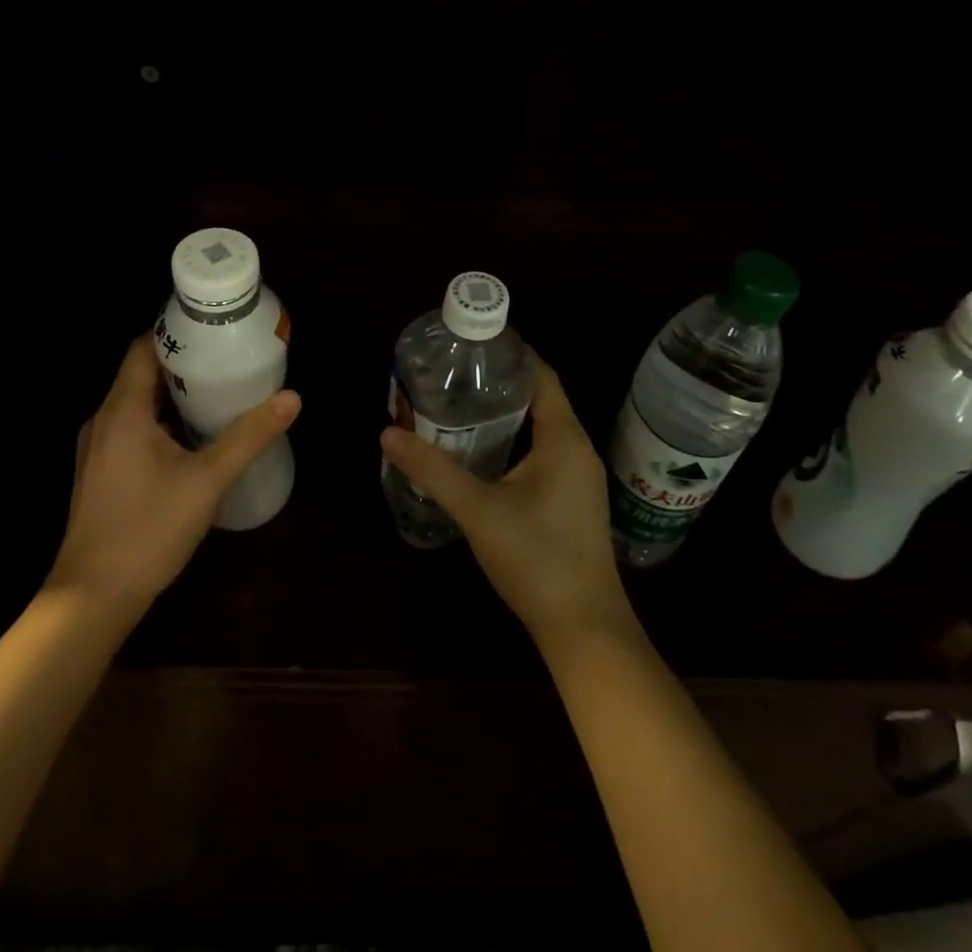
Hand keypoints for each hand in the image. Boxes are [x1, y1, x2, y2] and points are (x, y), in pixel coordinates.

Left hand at [49, 334, 299, 617]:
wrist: (93, 598)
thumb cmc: (148, 529)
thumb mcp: (208, 480)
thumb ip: (249, 436)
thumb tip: (291, 398)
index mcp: (123, 410)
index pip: (143, 348)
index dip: (176, 333)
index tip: (214, 330)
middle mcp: (104, 420)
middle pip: (142, 374)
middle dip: (184, 365)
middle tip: (228, 361)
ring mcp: (98, 448)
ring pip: (138, 404)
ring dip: (174, 395)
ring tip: (218, 393)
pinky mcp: (101, 472)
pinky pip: (133, 428)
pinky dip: (162, 421)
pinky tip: (193, 439)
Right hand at [380, 356, 632, 651]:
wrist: (584, 628)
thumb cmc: (536, 559)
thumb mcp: (478, 510)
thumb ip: (433, 470)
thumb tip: (387, 434)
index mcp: (563, 438)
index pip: (541, 375)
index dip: (511, 355)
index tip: (472, 343)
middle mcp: (577, 448)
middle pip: (541, 398)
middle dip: (500, 383)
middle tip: (455, 374)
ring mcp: (579, 476)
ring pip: (542, 427)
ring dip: (507, 413)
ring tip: (461, 405)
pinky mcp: (573, 499)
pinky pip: (544, 451)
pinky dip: (515, 440)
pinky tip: (483, 451)